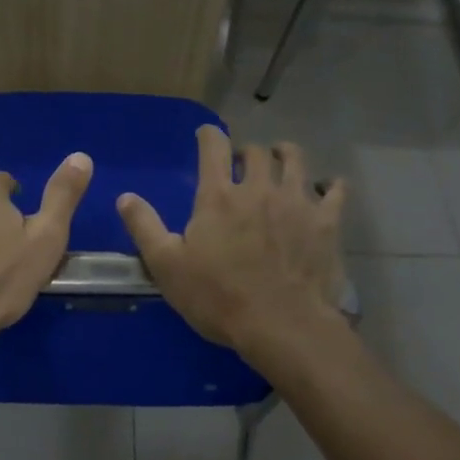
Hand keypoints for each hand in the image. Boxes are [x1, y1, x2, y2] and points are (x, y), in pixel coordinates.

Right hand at [117, 127, 345, 355]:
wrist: (281, 326)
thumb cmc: (218, 297)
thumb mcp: (166, 265)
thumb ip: (144, 226)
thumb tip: (125, 196)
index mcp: (218, 196)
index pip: (213, 147)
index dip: (209, 135)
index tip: (206, 134)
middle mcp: (258, 188)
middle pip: (256, 152)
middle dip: (247, 152)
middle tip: (242, 164)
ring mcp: (296, 202)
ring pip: (295, 160)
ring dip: (285, 155)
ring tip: (281, 161)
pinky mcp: (326, 222)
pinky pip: (335, 190)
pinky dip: (330, 185)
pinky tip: (327, 188)